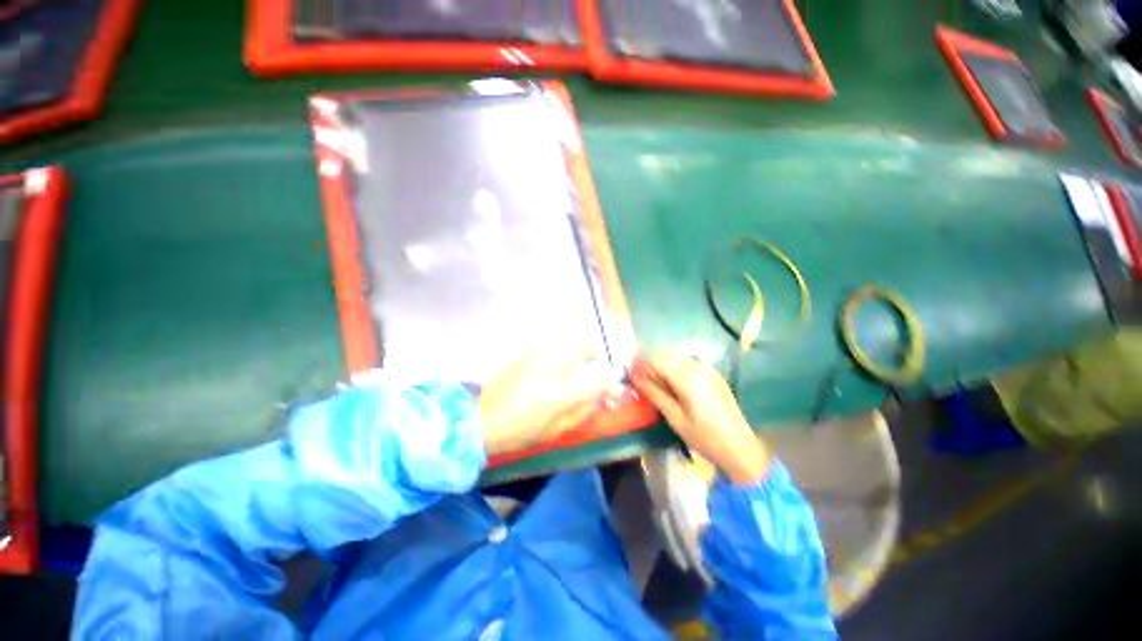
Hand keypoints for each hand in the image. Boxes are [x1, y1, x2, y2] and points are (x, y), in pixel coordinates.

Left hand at [480, 347, 608, 457]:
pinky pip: (551, 339)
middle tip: (596, 359)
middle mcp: (552, 368)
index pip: (598, 380)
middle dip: (596, 351)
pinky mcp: (525, 352)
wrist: (482, 420)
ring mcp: (538, 356)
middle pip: (585, 347)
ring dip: (580, 339)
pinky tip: (560, 349)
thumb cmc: (520, 431)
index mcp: (561, 394)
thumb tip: (597, 397)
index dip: (611, 383)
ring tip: (581, 349)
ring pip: (569, 336)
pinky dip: (562, 340)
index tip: (614, 387)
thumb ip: (581, 411)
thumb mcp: (556, 430)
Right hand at [631, 349, 769, 484]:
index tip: (631, 374)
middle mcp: (698, 366)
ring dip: (664, 365)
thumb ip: (654, 393)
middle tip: (643, 382)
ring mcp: (708, 369)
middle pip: (667, 354)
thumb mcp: (674, 417)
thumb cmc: (704, 437)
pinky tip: (675, 387)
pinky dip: (676, 369)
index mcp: (688, 377)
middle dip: (652, 364)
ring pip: (677, 357)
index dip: (641, 364)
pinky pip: (688, 363)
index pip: (657, 359)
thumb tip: (635, 376)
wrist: (741, 448)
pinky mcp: (714, 374)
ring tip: (658, 386)